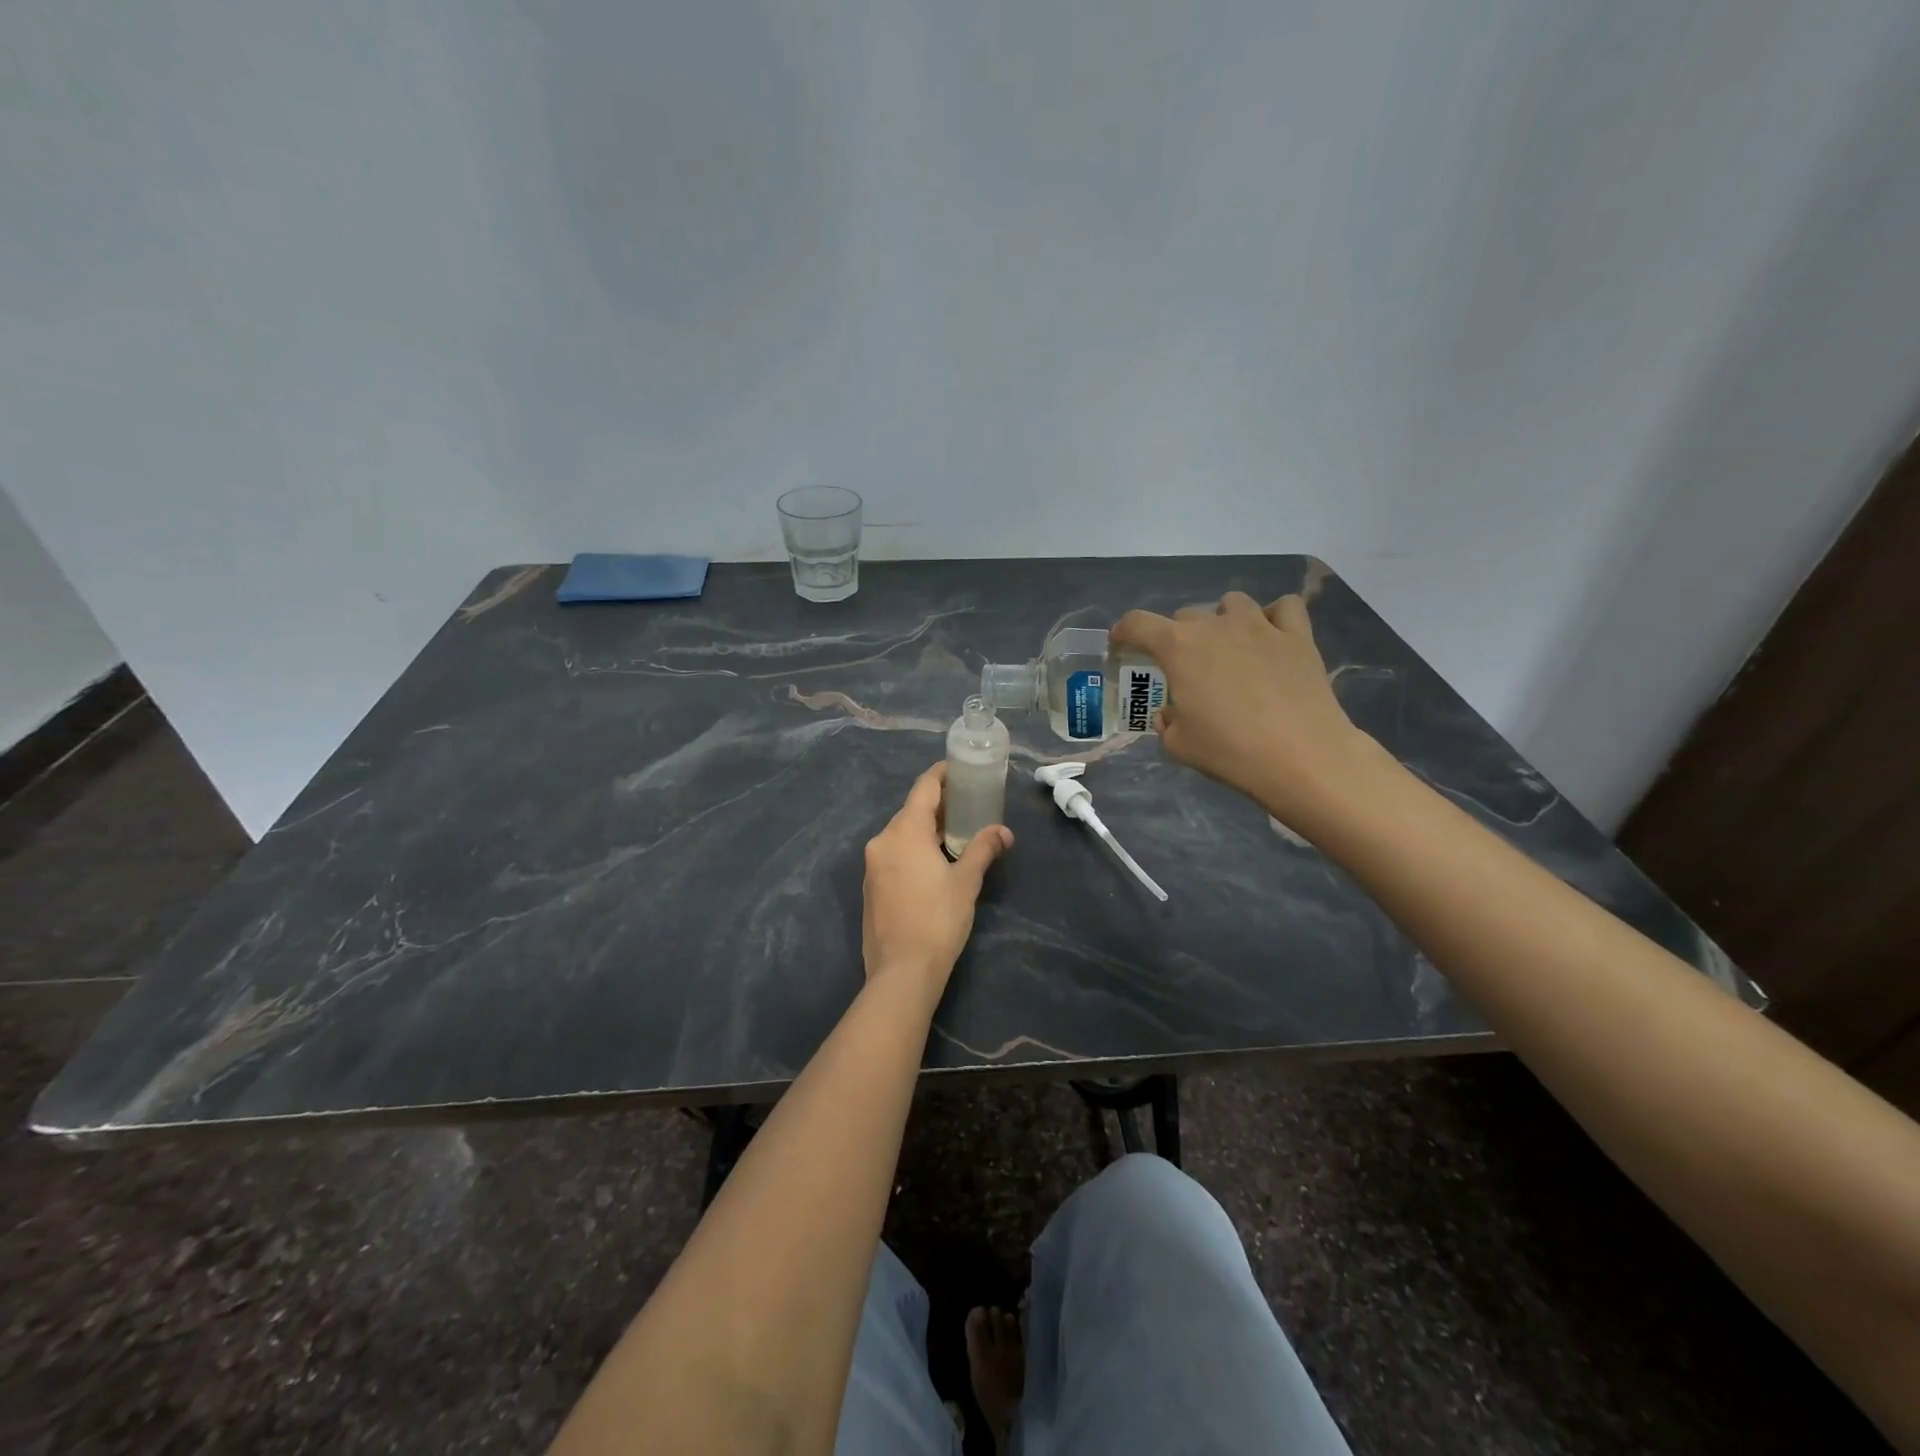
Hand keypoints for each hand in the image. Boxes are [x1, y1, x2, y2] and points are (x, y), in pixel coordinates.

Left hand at [862, 763, 1012, 1000]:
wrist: (902, 971)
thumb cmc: (938, 919)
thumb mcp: (967, 881)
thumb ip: (983, 849)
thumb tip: (1004, 832)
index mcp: (904, 831)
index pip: (923, 788)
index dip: (942, 775)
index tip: (961, 770)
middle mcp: (882, 841)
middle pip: (910, 810)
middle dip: (937, 805)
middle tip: (967, 805)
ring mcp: (872, 865)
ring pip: (900, 833)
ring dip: (925, 829)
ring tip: (954, 834)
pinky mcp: (870, 886)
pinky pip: (893, 854)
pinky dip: (912, 849)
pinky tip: (932, 863)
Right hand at [1111, 591, 1381, 833]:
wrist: (1301, 757)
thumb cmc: (1230, 751)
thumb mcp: (1179, 745)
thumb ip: (1167, 723)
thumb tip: (1171, 713)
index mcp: (1178, 648)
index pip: (1137, 624)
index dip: (1123, 632)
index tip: (1121, 645)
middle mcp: (1215, 625)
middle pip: (1185, 616)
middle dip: (1177, 638)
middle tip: (1184, 668)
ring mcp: (1260, 626)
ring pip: (1232, 604)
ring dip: (1223, 621)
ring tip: (1228, 647)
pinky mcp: (1298, 636)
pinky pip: (1284, 608)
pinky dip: (1274, 617)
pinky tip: (1272, 638)